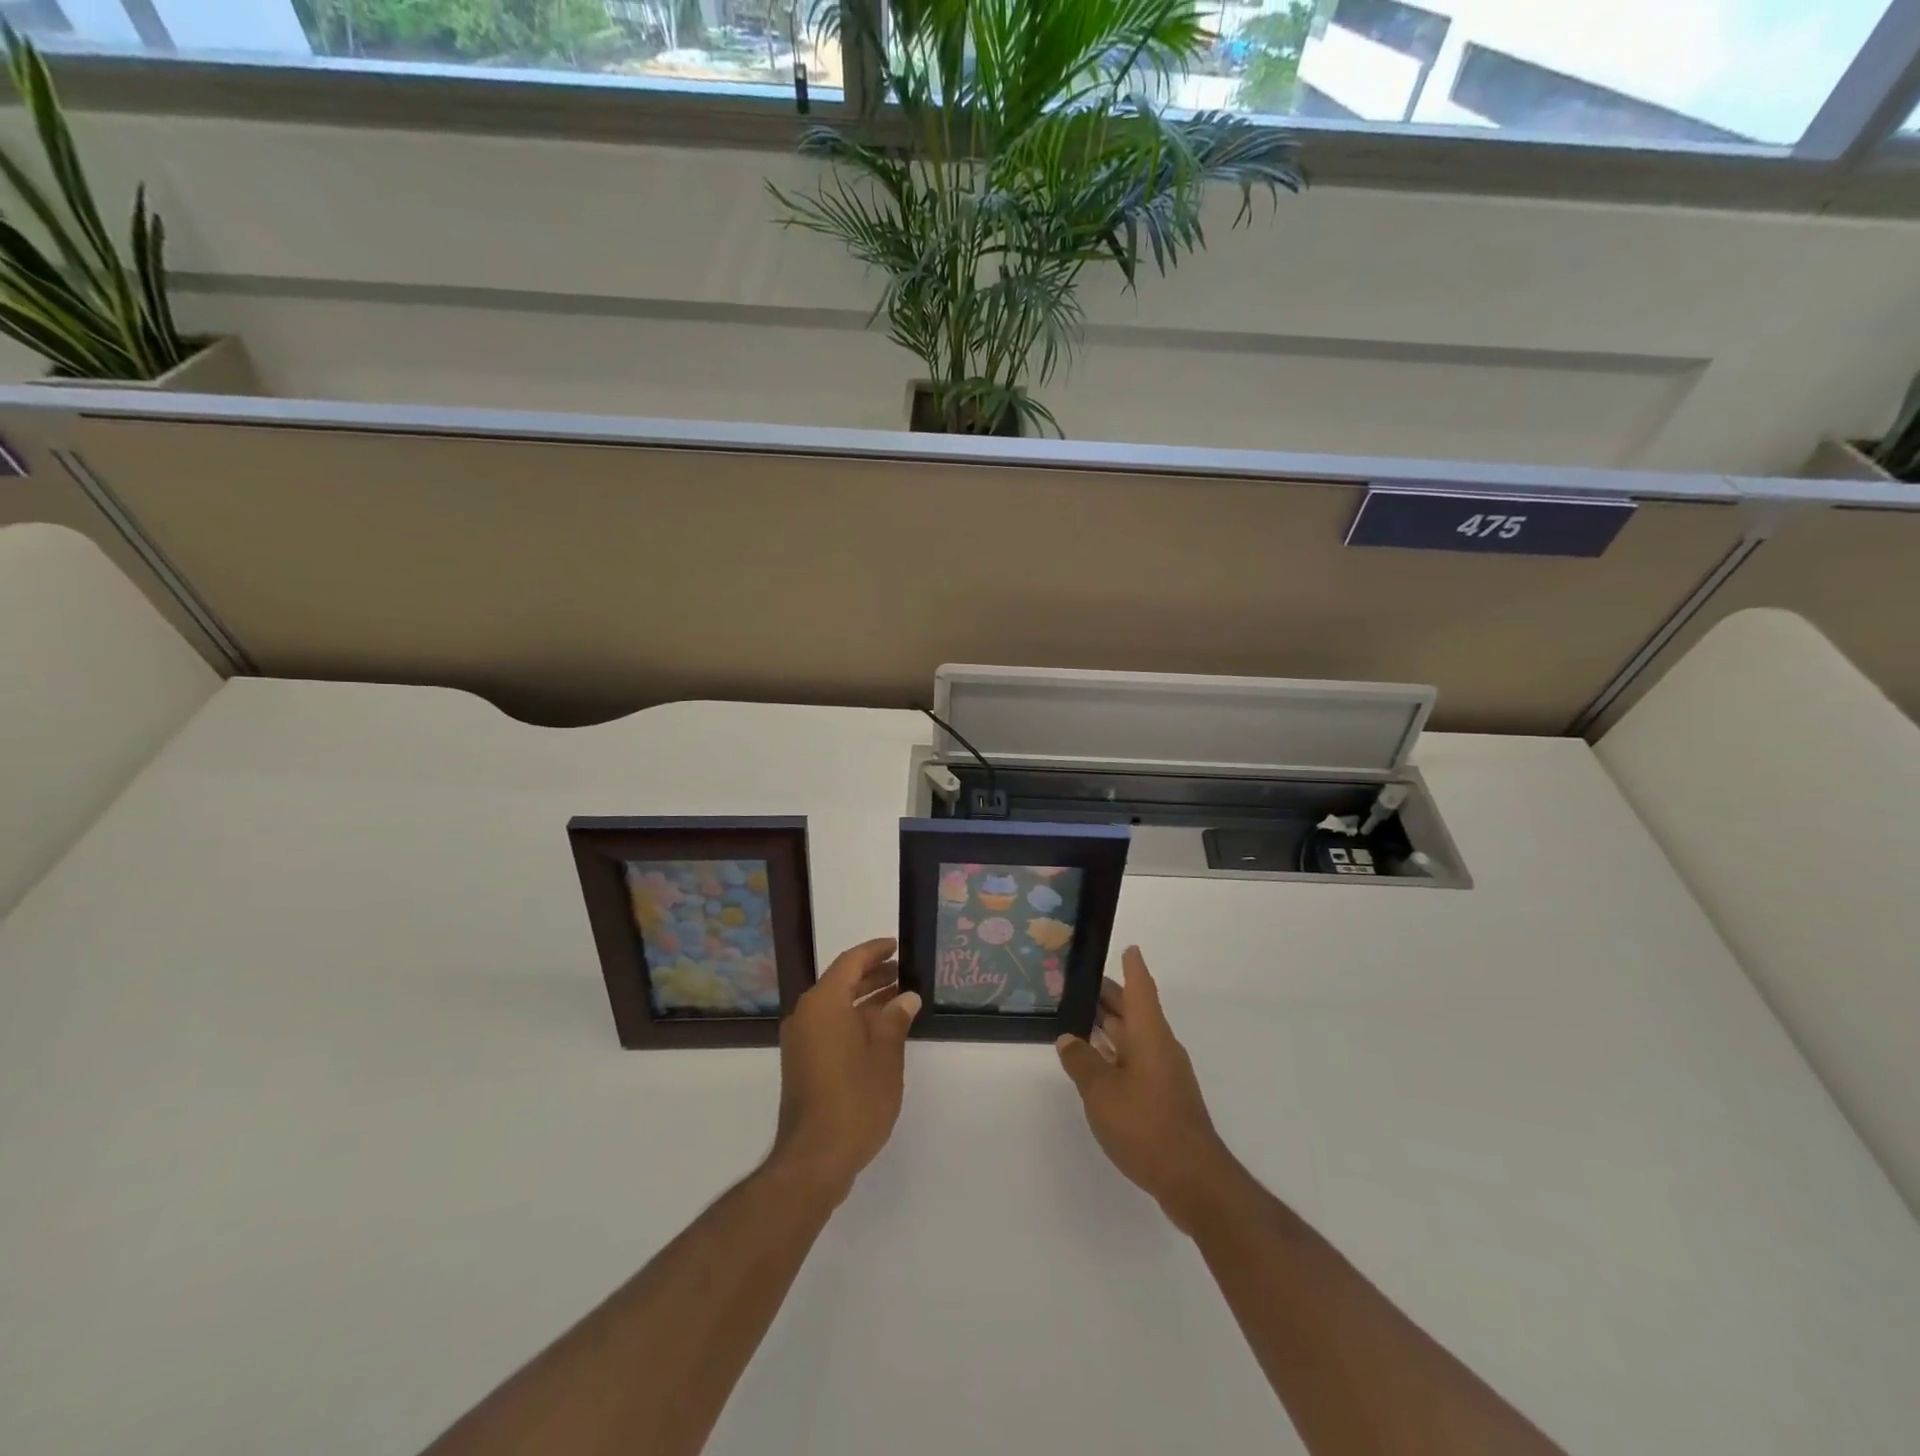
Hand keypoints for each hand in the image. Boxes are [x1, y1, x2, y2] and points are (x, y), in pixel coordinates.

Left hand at [771, 937, 920, 1204]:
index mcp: (823, 1003)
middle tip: (905, 972)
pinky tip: (882, 1031)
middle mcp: (807, 1015)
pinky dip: (854, 1021)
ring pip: (836, 1007)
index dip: (875, 951)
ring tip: (901, 999)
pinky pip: (830, 1027)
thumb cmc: (855, 1099)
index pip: (850, 962)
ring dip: (866, 1000)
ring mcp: (802, 1041)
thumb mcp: (885, 1055)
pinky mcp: (803, 1063)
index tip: (897, 946)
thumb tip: (905, 998)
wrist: (814, 1157)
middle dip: (873, 976)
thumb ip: (895, 1020)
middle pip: (841, 982)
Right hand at [1057, 946, 1240, 1233]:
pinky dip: (1115, 1052)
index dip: (1132, 967)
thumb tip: (1068, 1039)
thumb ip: (1081, 1061)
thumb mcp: (1101, 1091)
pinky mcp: (1163, 1098)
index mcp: (1150, 1034)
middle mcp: (1160, 1047)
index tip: (1128, 948)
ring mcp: (1164, 1074)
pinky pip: (1135, 1060)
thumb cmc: (1146, 1124)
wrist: (1192, 1179)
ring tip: (1080, 1018)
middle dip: (1110, 996)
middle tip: (1080, 984)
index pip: (1140, 989)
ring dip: (1110, 1026)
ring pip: (1134, 1037)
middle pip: (1135, 1011)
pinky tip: (1096, 1062)